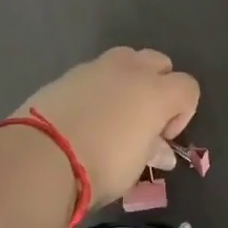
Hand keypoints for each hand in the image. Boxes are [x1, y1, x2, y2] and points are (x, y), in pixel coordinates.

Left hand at [14, 47, 200, 205]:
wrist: (39, 157)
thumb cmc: (99, 165)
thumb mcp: (133, 167)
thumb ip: (151, 151)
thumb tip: (162, 151)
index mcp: (157, 92)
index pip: (188, 87)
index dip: (183, 112)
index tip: (163, 138)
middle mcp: (132, 70)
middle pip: (159, 63)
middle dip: (158, 85)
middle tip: (143, 119)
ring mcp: (97, 67)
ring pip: (127, 59)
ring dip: (128, 80)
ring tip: (113, 112)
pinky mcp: (68, 73)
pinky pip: (95, 72)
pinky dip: (98, 87)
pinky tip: (84, 115)